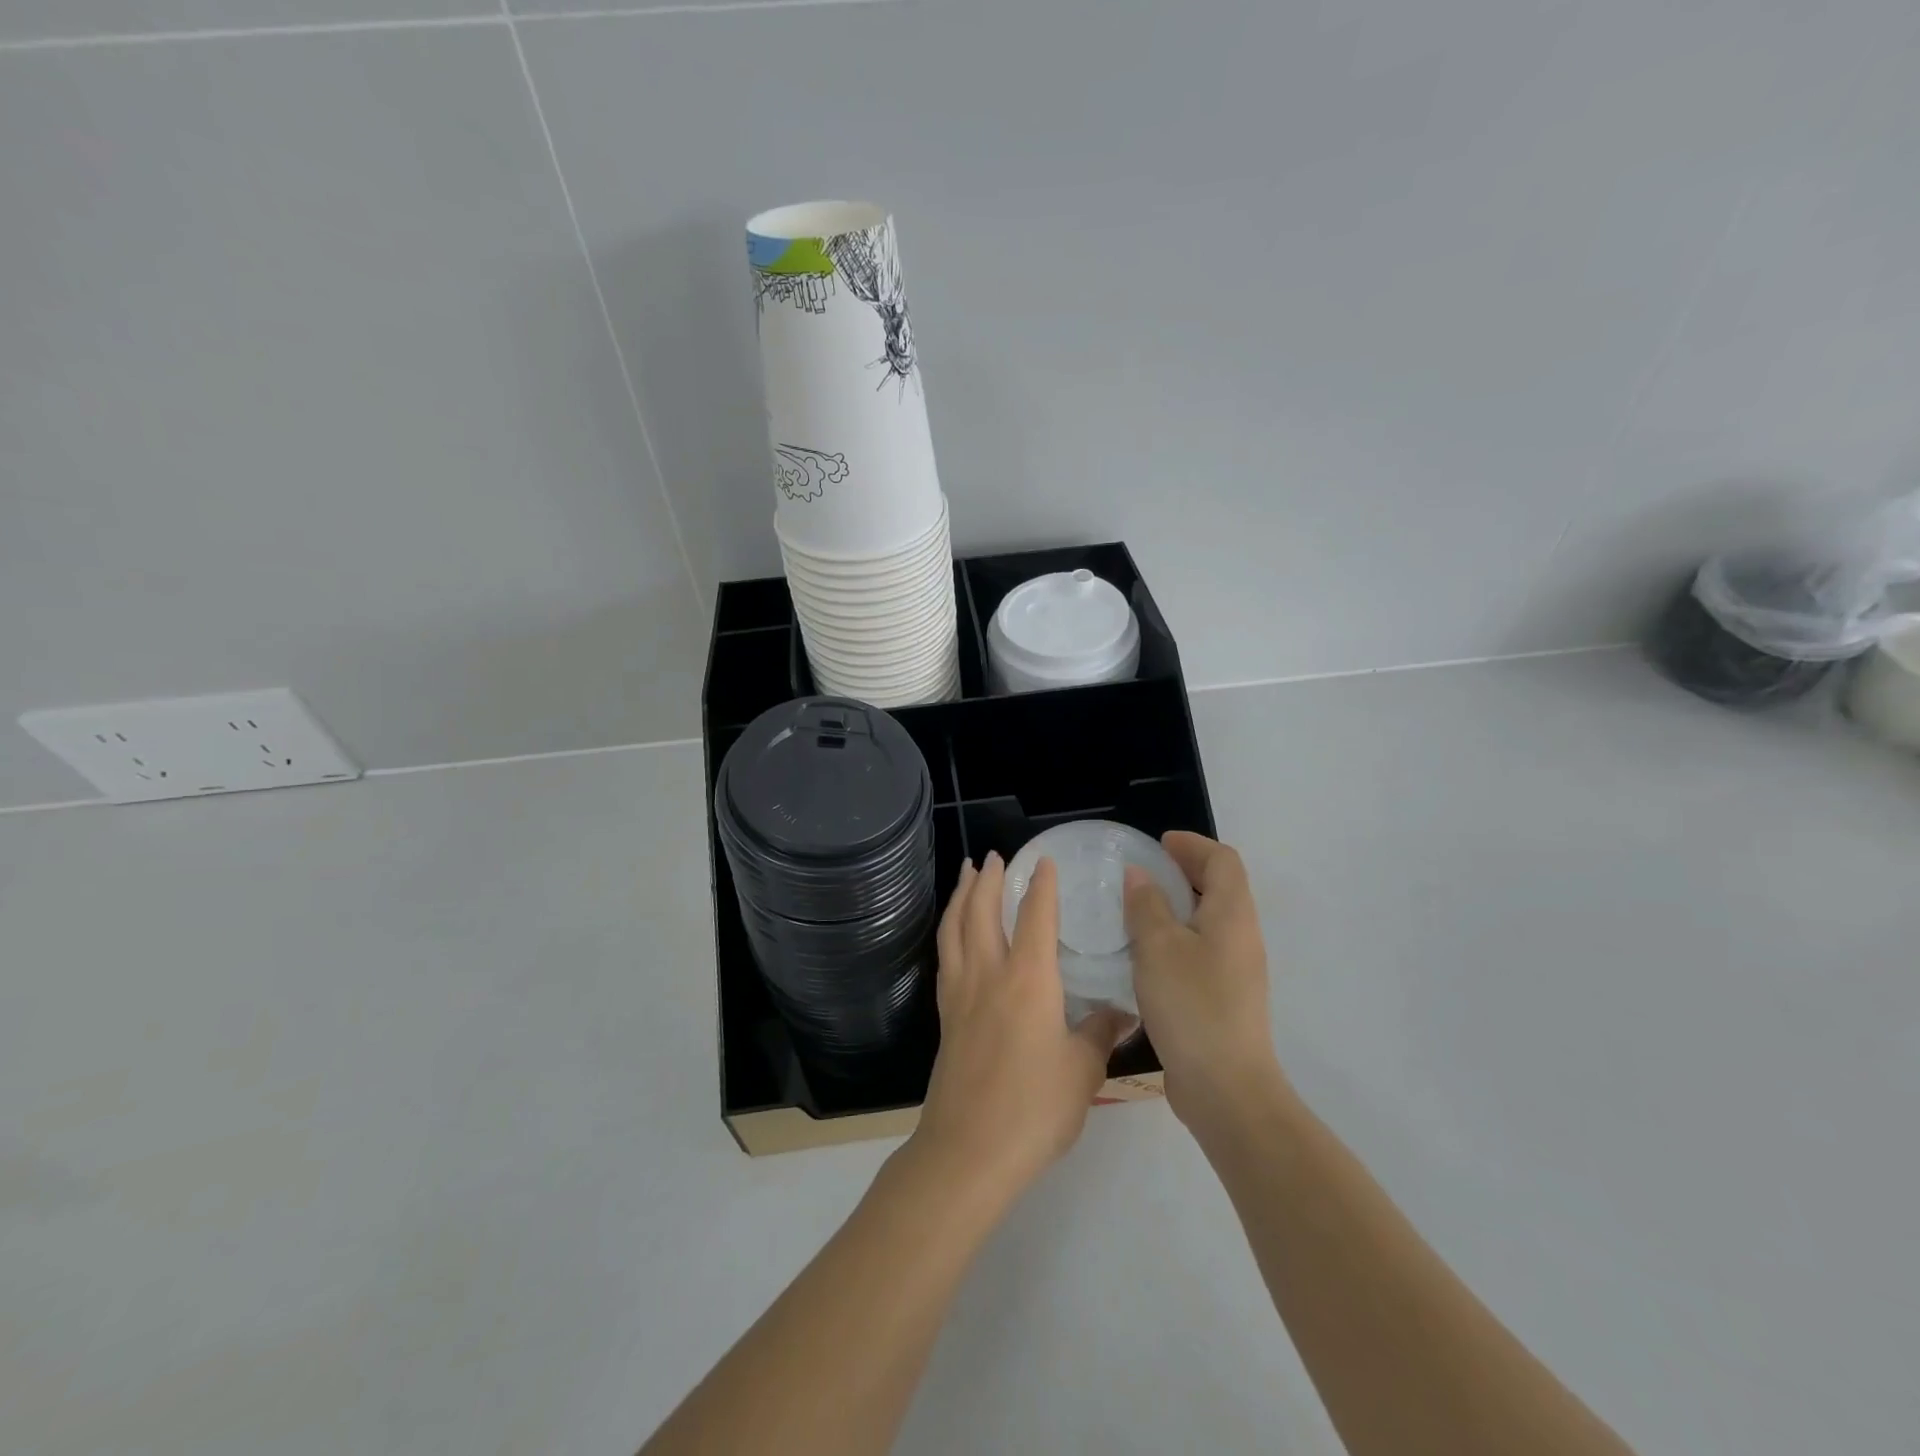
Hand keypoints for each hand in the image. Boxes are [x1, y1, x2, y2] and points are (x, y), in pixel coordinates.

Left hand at [909, 853, 1132, 1205]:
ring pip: (955, 929)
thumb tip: (1121, 1012)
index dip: (1041, 885)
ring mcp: (960, 994)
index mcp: (1027, 979)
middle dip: (988, 879)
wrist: (968, 1151)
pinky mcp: (945, 1016)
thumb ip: (1099, 1033)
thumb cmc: (1034, 1109)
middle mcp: (988, 975)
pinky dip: (950, 931)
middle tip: (994, 856)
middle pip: (982, 912)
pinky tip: (955, 935)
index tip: (1044, 860)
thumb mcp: (1082, 1071)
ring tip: (967, 875)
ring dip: (962, 896)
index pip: (1035, 916)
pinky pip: (945, 956)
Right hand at [1124, 831, 1285, 1132]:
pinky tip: (1147, 954)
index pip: (1223, 860)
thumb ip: (1146, 904)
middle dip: (1185, 871)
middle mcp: (1242, 936)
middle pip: (1221, 887)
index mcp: (1232, 914)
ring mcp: (1237, 969)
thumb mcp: (1158, 947)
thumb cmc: (1192, 1005)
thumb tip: (1140, 875)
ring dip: (1179, 905)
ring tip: (1138, 909)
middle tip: (1144, 871)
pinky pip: (1203, 948)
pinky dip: (1178, 936)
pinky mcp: (1225, 997)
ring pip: (1210, 920)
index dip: (1192, 845)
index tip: (1158, 844)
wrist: (1226, 1088)